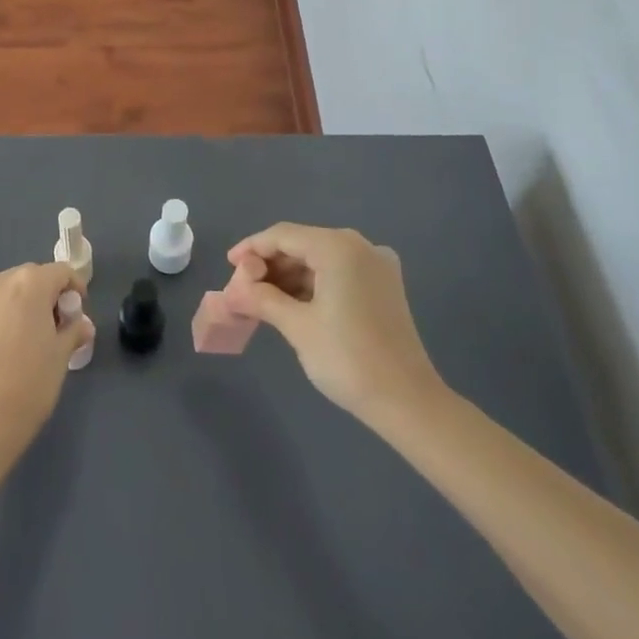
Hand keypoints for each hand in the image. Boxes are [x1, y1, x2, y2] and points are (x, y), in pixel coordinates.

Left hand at [0, 263, 89, 447]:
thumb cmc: (29, 383)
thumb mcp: (61, 355)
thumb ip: (74, 331)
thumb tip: (82, 325)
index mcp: (29, 283)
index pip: (61, 272)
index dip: (75, 288)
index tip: (79, 314)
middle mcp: (0, 283)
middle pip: (32, 279)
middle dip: (48, 298)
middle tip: (58, 329)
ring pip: (8, 294)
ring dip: (24, 308)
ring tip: (31, 341)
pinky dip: (3, 321)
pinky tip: (6, 353)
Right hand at [224, 222, 446, 427]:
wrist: (408, 402)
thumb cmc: (348, 359)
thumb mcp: (297, 326)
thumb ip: (261, 299)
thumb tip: (231, 291)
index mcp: (338, 247)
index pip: (283, 235)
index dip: (252, 248)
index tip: (229, 266)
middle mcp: (360, 246)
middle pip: (303, 243)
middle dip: (271, 264)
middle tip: (245, 288)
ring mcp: (376, 265)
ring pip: (321, 258)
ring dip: (291, 275)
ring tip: (263, 299)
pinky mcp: (384, 285)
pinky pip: (339, 272)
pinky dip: (314, 284)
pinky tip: (293, 303)